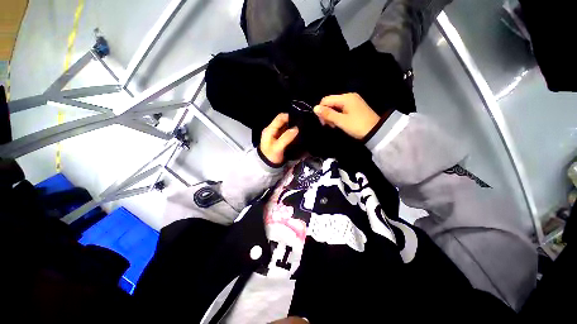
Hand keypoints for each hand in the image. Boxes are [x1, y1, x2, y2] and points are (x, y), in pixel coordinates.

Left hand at [260, 113, 298, 164]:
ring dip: (293, 127)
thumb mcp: (278, 147)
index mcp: (270, 129)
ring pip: (286, 127)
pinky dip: (293, 133)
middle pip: (284, 121)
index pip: (280, 118)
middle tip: (303, 123)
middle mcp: (273, 130)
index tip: (299, 118)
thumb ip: (286, 138)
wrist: (267, 166)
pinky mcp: (280, 139)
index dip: (289, 116)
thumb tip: (296, 128)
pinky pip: (287, 133)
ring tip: (303, 128)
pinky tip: (299, 134)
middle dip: (293, 121)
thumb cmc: (270, 156)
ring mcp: (277, 134)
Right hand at [314, 93, 379, 139]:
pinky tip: (339, 123)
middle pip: (331, 102)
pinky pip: (342, 109)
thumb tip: (314, 108)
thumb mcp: (341, 121)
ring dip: (332, 115)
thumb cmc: (357, 126)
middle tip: (329, 125)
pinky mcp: (355, 107)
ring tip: (334, 125)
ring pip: (336, 106)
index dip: (321, 110)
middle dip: (327, 113)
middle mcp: (349, 96)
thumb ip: (327, 114)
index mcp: (345, 98)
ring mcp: (353, 101)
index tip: (323, 122)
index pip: (326, 100)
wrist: (376, 131)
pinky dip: (338, 115)